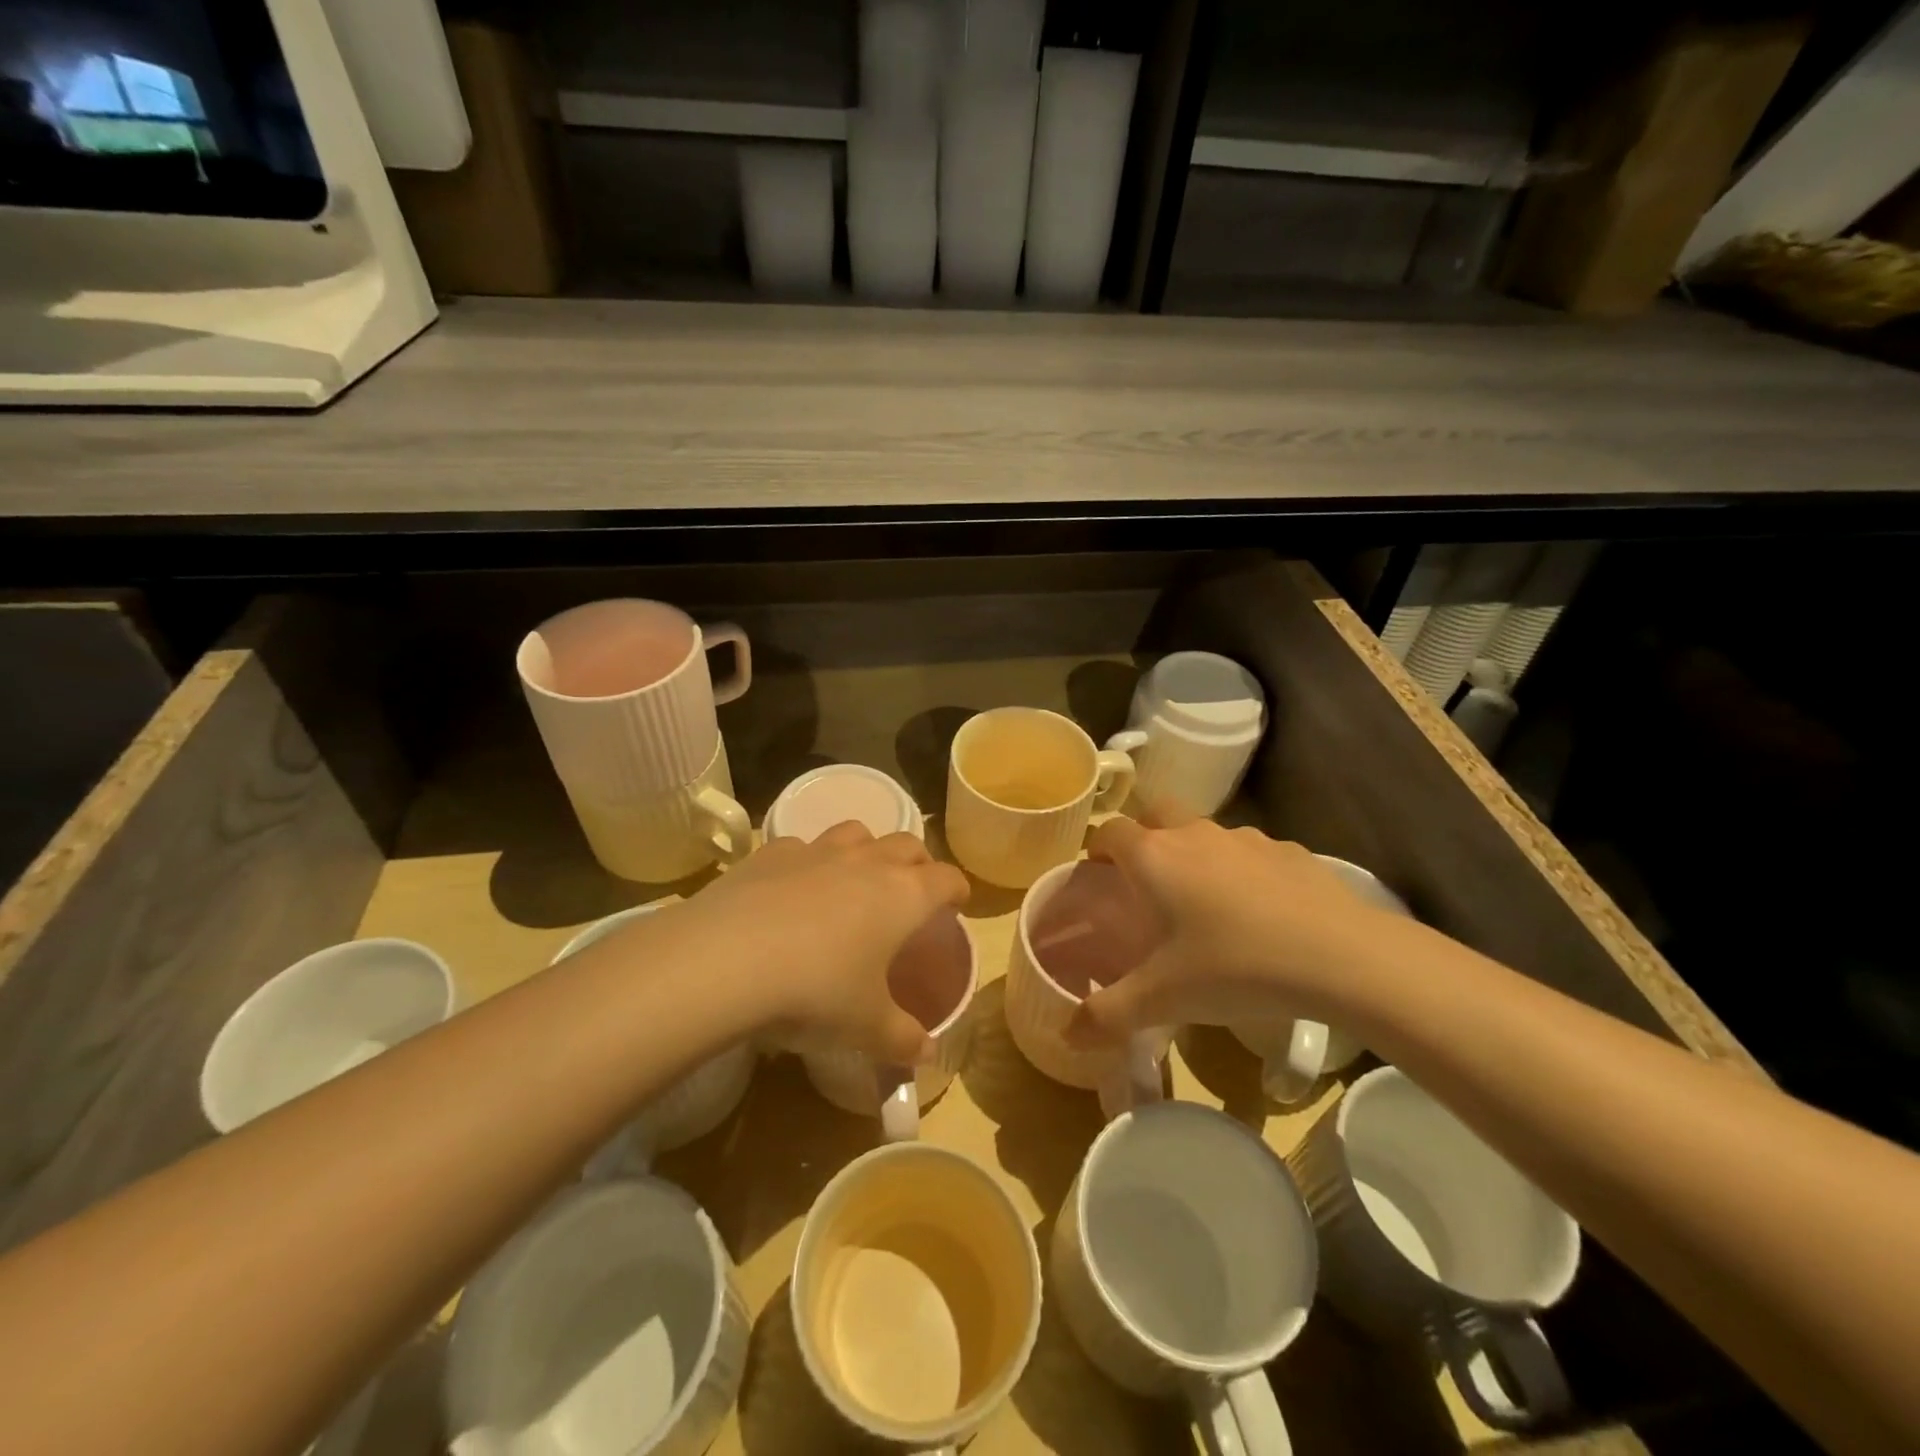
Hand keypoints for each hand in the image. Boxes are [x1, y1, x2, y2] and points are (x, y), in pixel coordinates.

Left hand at [673, 822, 969, 1063]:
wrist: (727, 960)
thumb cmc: (816, 993)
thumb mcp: (866, 1027)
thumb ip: (903, 1039)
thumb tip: (928, 1054)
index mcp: (903, 895)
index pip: (947, 878)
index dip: (957, 890)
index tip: (957, 904)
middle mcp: (866, 862)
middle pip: (906, 844)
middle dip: (917, 863)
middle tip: (912, 890)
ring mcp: (817, 851)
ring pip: (856, 833)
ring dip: (866, 850)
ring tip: (856, 878)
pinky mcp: (771, 853)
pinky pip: (802, 846)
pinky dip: (809, 861)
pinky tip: (793, 888)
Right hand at [1068, 817, 1401, 1045]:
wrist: (1340, 956)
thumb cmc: (1233, 967)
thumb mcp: (1162, 999)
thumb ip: (1107, 1014)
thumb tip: (1067, 1036)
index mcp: (1154, 857)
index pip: (1109, 832)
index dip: (1098, 851)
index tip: (1099, 879)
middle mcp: (1194, 834)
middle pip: (1156, 815)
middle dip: (1145, 838)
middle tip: (1149, 884)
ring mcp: (1246, 837)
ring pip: (1206, 834)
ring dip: (1196, 856)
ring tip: (1207, 907)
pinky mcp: (1290, 851)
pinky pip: (1253, 854)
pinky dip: (1245, 872)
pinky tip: (1262, 915)